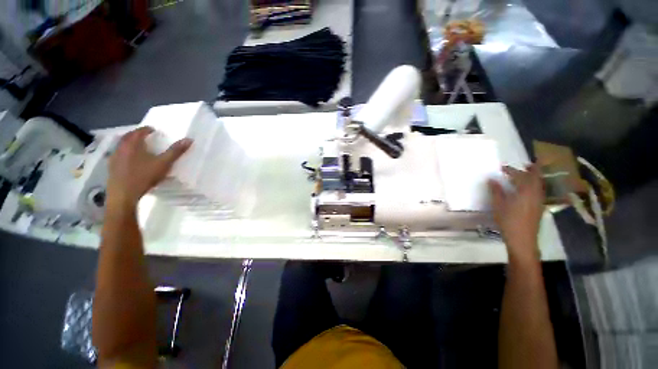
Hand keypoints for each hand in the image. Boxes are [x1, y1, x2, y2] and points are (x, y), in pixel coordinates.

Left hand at [107, 127, 191, 210]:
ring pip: (121, 146)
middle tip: (145, 136)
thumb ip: (176, 151)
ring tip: (138, 147)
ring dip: (129, 143)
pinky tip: (130, 160)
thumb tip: (189, 139)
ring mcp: (114, 158)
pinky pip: (118, 155)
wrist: (123, 194)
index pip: (139, 132)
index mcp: (133, 144)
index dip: (146, 129)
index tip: (153, 130)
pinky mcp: (112, 167)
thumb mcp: (164, 163)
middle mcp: (121, 148)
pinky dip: (125, 153)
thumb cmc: (144, 176)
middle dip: (136, 135)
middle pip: (127, 137)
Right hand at [488, 164, 544, 262]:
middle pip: (536, 178)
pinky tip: (528, 189)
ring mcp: (539, 201)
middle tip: (526, 164)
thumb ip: (496, 191)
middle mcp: (535, 194)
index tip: (502, 168)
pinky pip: (539, 191)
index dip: (512, 170)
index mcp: (525, 192)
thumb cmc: (508, 221)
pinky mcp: (539, 207)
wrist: (523, 239)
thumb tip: (492, 180)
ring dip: (534, 177)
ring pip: (539, 185)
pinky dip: (535, 185)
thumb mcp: (498, 205)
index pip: (520, 176)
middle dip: (532, 170)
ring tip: (528, 174)